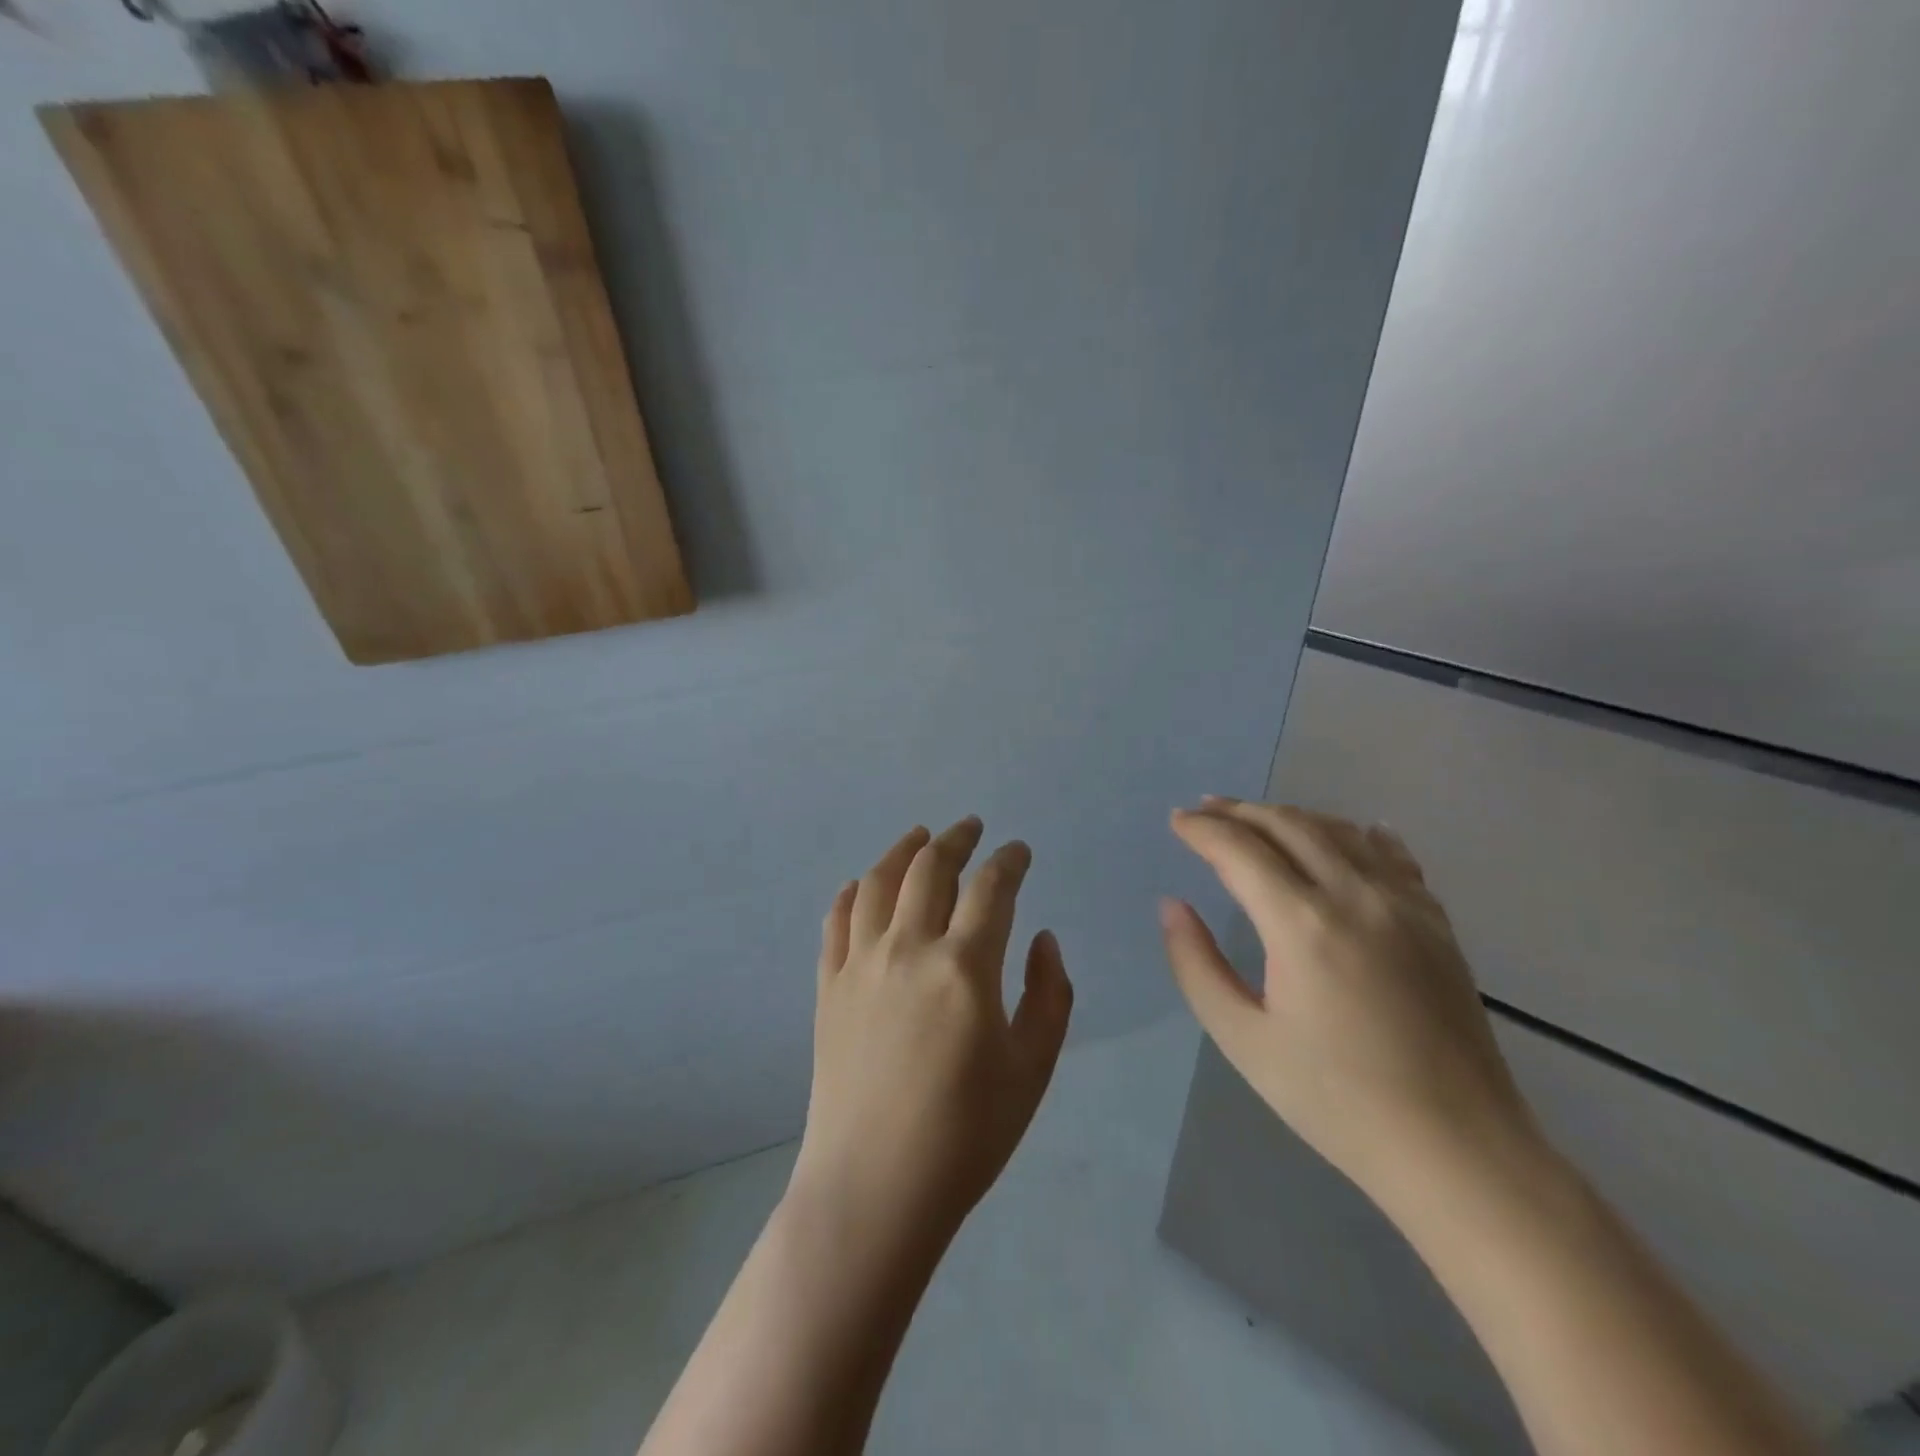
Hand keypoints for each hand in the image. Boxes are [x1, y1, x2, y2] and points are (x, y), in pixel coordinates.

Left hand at [793, 818, 1074, 1246]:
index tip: (1018, 850)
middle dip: (955, 839)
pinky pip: (836, 921)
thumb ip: (1048, 994)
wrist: (875, 1187)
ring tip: (918, 837)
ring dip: (901, 850)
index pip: (991, 887)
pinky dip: (851, 893)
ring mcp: (860, 964)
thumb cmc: (966, 1134)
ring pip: (877, 882)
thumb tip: (1041, 937)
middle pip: (929, 867)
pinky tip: (860, 886)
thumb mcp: (1032, 1068)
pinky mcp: (828, 986)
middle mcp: (908, 948)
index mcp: (964, 966)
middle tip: (970, 827)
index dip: (1009, 860)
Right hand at [1161, 799, 1541, 1211]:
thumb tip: (1172, 905)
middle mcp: (1355, 896)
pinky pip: (1391, 855)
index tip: (1176, 821)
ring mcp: (1404, 905)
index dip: (1202, 829)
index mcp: (1302, 924)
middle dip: (1239, 811)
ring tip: (1257, 818)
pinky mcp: (1436, 922)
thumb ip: (1196, 965)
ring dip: (1290, 816)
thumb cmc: (1336, 1100)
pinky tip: (1347, 833)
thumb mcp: (1243, 1040)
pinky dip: (1356, 834)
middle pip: (1288, 825)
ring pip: (1339, 831)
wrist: (1458, 1150)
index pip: (1240, 850)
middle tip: (1205, 810)